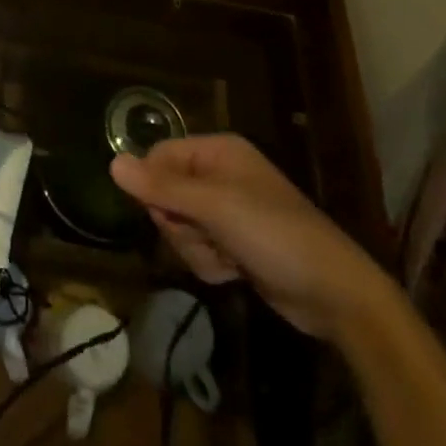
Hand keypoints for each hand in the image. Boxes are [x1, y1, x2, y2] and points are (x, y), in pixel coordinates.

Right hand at [111, 134, 396, 340]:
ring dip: (196, 249)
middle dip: (179, 224)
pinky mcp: (234, 244)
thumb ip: (161, 187)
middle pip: (165, 194)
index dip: (154, 186)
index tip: (167, 213)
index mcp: (217, 152)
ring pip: (179, 227)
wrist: (333, 293)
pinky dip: (210, 264)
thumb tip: (112, 163)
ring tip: (227, 258)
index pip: (159, 156)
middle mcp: (219, 175)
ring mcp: (227, 211)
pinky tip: (235, 272)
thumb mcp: (214, 207)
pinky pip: (198, 249)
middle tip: (206, 235)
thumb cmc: (274, 234)